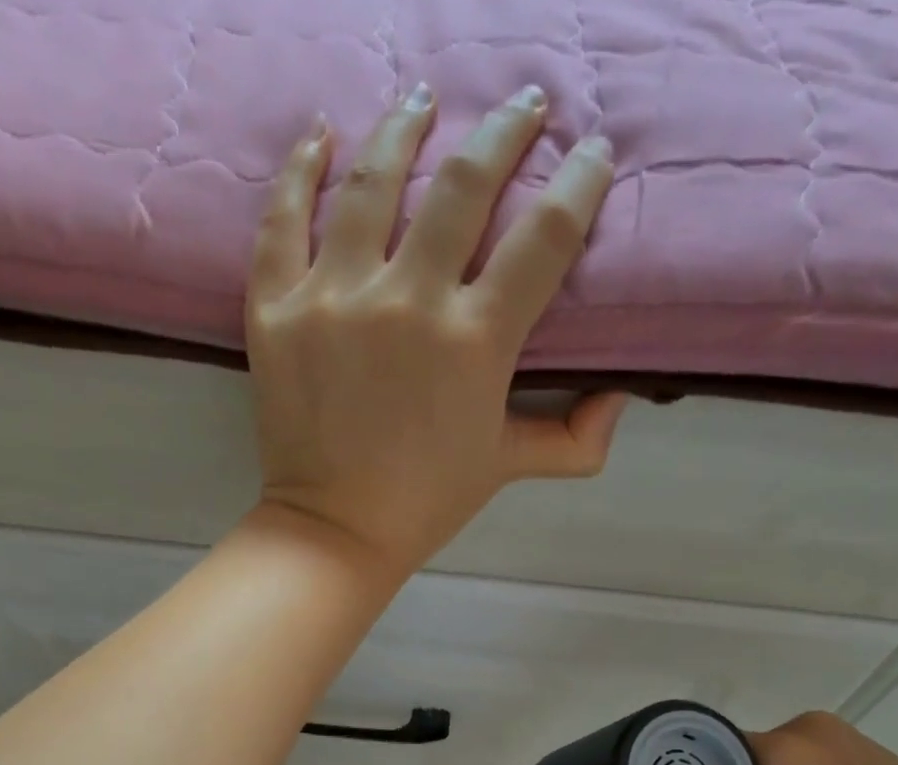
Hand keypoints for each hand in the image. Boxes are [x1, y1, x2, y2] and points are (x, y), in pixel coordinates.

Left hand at [246, 84, 625, 579]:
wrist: (336, 532)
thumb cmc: (427, 502)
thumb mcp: (508, 467)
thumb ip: (573, 437)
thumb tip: (621, 398)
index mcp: (475, 342)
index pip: (543, 237)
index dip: (577, 183)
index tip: (591, 153)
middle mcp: (408, 303)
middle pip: (464, 186)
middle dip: (505, 131)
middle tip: (523, 102)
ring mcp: (334, 299)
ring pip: (371, 180)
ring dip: (406, 127)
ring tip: (425, 100)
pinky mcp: (276, 309)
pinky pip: (283, 218)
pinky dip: (299, 168)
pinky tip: (322, 135)